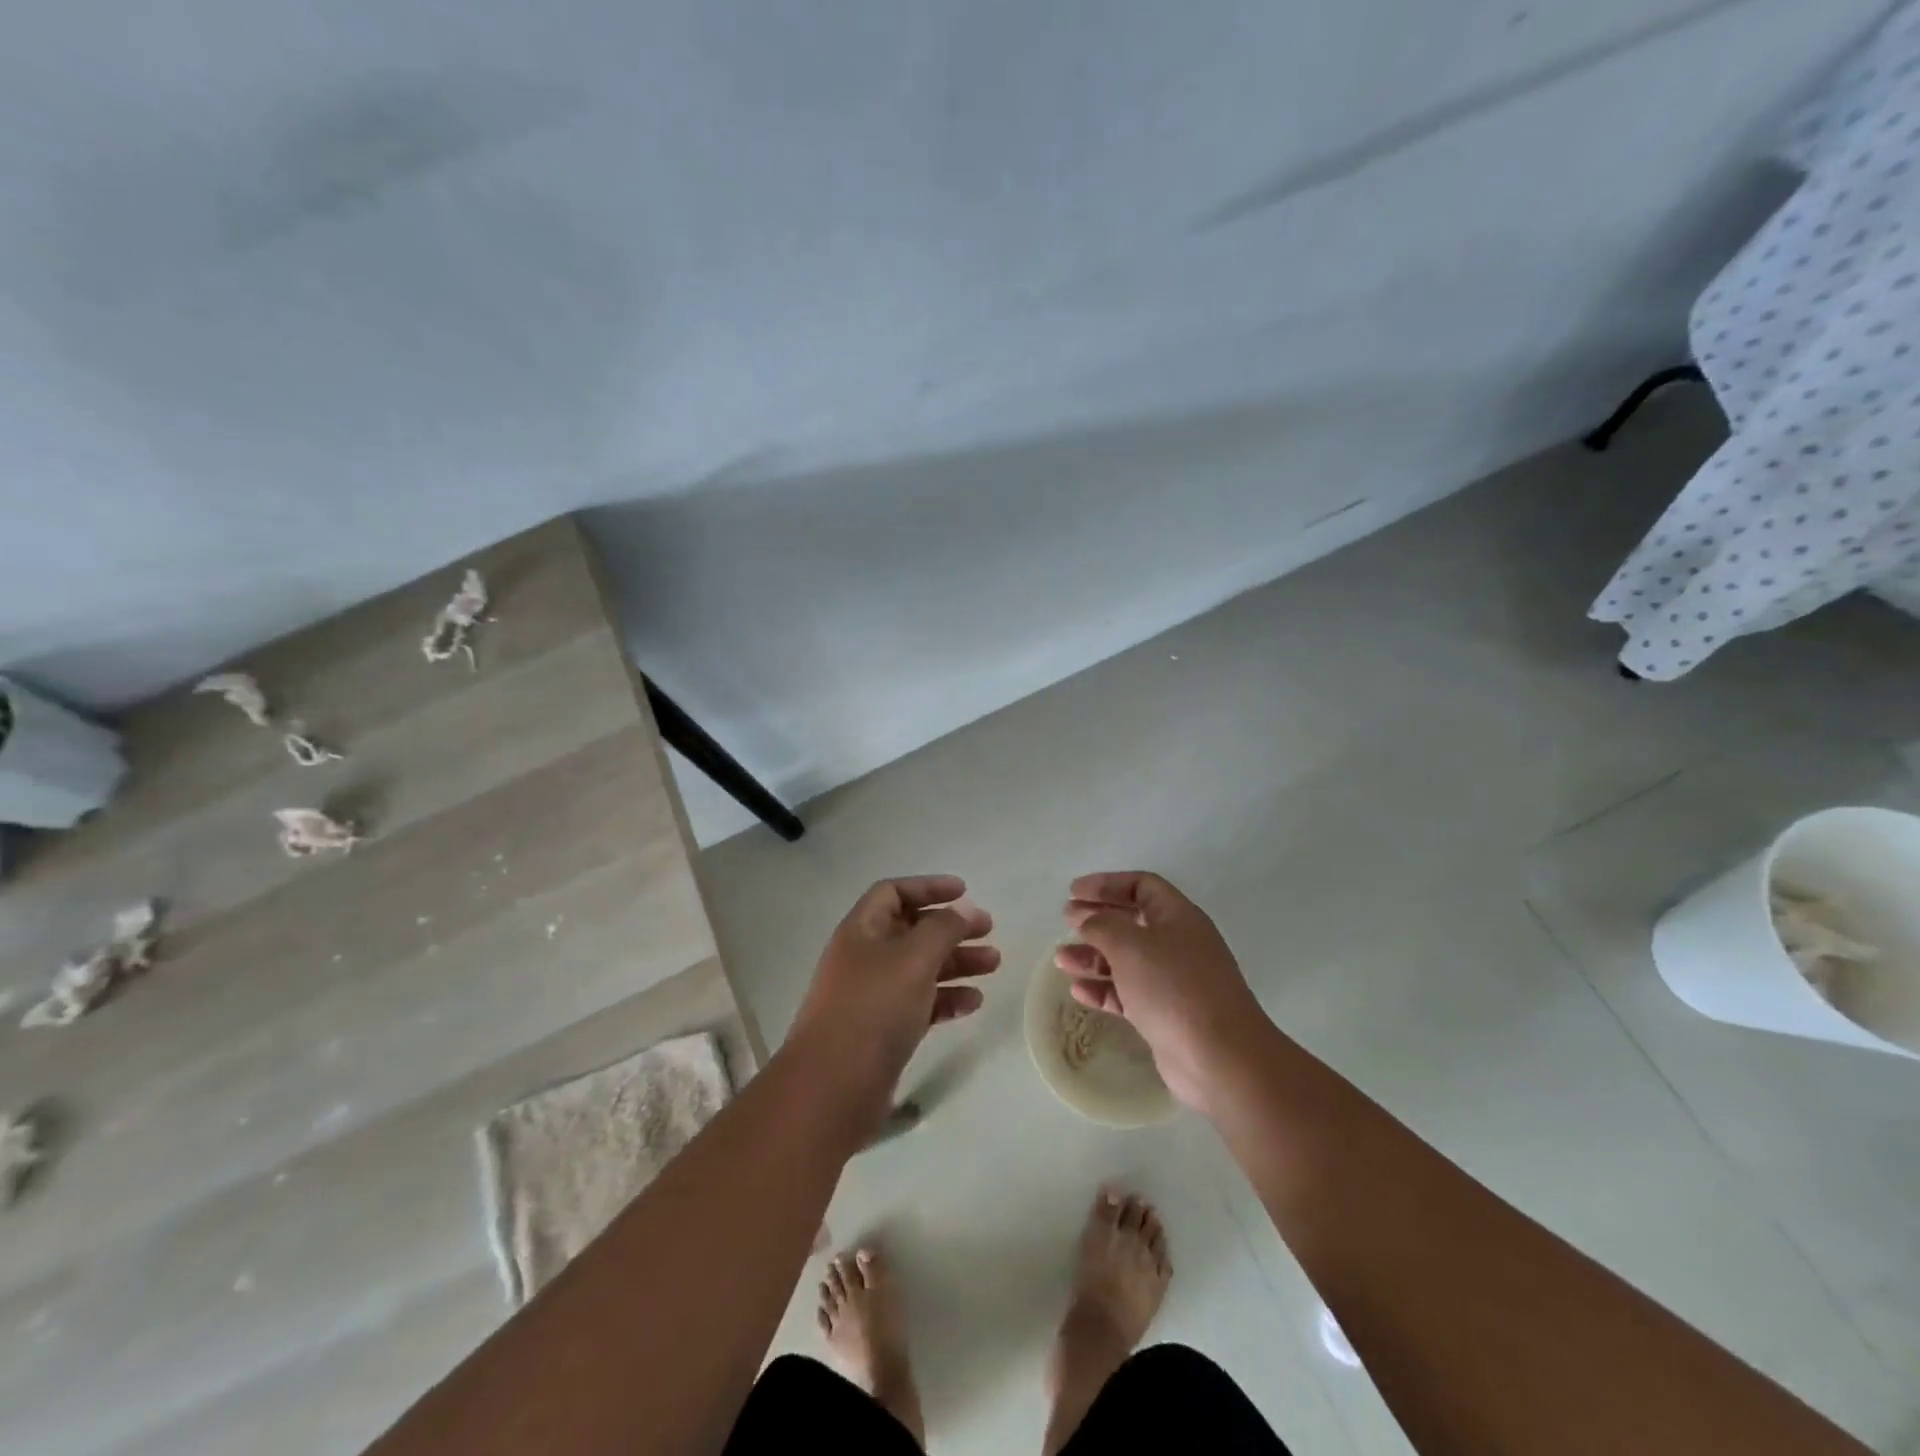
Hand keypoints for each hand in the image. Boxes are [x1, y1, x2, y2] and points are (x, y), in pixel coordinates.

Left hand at [787, 876, 997, 1131]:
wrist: (832, 1088)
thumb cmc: (873, 1009)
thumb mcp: (913, 958)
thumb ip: (943, 928)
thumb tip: (963, 910)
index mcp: (862, 931)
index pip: (893, 892)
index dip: (928, 886)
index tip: (965, 891)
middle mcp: (864, 958)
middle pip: (912, 930)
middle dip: (951, 928)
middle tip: (989, 930)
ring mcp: (872, 996)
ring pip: (920, 968)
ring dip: (956, 962)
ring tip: (994, 965)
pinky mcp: (883, 1031)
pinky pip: (920, 1004)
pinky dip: (946, 999)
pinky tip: (974, 1003)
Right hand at [1057, 872, 1266, 1112]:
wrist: (1220, 1058)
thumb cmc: (1174, 988)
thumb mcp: (1130, 945)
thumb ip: (1102, 925)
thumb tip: (1087, 919)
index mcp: (1178, 916)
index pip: (1141, 885)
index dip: (1106, 884)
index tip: (1074, 892)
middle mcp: (1179, 943)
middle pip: (1132, 921)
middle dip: (1097, 919)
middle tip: (1065, 921)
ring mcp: (1175, 981)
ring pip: (1128, 959)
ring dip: (1094, 956)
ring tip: (1062, 960)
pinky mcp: (1167, 1014)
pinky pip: (1129, 993)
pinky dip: (1104, 989)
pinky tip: (1079, 992)